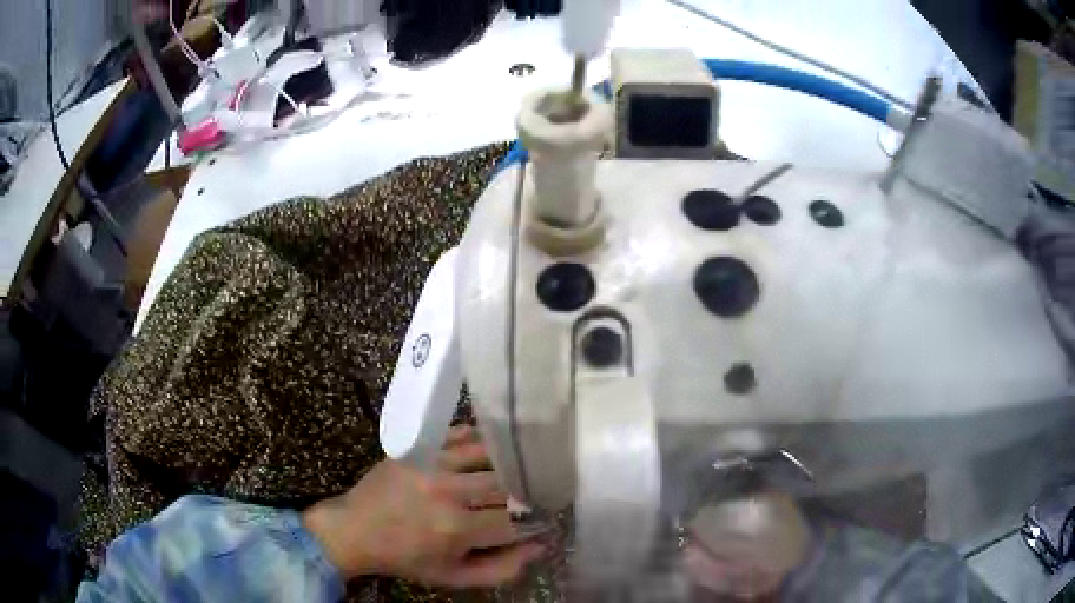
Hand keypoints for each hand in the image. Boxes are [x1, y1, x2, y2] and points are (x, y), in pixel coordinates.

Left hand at [302, 425, 542, 586]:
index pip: (515, 521)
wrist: (355, 529)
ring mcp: (432, 462)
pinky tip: (490, 451)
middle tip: (535, 496)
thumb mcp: (453, 577)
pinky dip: (482, 440)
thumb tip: (539, 546)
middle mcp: (447, 491)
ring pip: (490, 455)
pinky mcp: (419, 445)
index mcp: (456, 529)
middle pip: (507, 485)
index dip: (536, 521)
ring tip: (518, 472)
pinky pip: (462, 433)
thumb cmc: (406, 558)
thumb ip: (501, 568)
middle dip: (526, 493)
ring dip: (508, 464)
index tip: (546, 520)